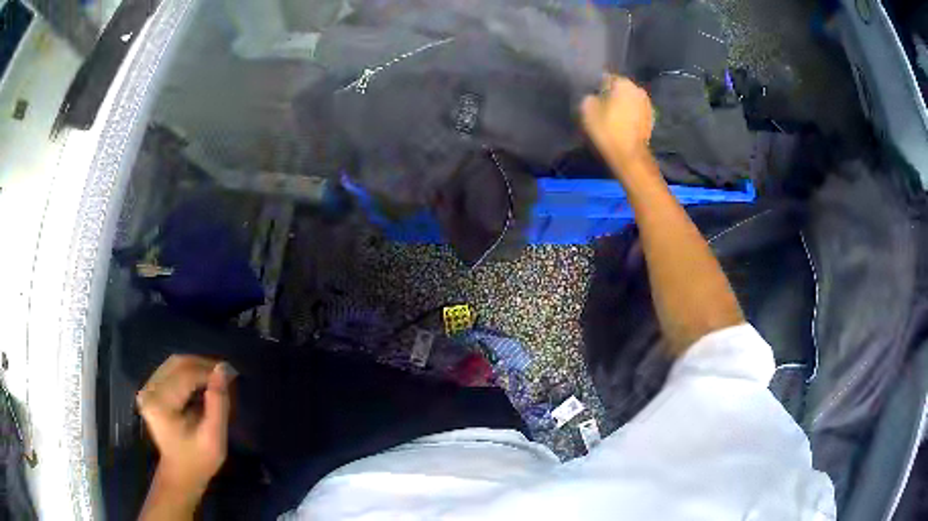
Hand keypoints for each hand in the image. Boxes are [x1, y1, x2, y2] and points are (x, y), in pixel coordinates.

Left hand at [137, 355, 234, 498]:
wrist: (180, 474)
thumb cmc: (199, 460)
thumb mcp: (214, 438)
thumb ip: (218, 404)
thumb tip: (223, 369)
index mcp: (161, 404)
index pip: (186, 375)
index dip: (209, 371)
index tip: (231, 375)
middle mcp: (149, 391)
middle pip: (177, 364)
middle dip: (203, 366)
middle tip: (224, 375)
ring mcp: (147, 389)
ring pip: (174, 364)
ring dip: (196, 367)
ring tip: (215, 379)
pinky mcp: (150, 390)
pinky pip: (170, 371)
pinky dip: (188, 373)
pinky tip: (201, 385)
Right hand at [581, 75, 654, 172]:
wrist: (630, 155)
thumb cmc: (607, 129)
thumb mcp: (587, 110)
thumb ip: (589, 97)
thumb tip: (594, 96)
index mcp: (623, 82)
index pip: (606, 78)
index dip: (597, 88)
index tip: (592, 99)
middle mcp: (638, 89)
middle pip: (620, 89)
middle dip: (612, 95)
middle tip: (602, 108)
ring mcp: (647, 104)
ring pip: (629, 100)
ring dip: (622, 105)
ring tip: (613, 118)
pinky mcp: (651, 119)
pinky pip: (636, 112)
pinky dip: (630, 115)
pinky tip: (623, 125)